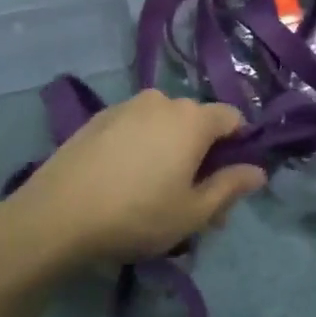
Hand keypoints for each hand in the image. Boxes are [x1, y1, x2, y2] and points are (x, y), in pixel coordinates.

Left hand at [1, 90, 265, 268]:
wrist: (57, 215)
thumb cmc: (137, 215)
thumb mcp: (194, 212)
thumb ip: (230, 187)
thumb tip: (258, 171)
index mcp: (192, 119)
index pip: (232, 118)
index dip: (239, 146)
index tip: (228, 180)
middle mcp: (161, 101)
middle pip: (196, 121)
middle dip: (203, 154)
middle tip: (193, 199)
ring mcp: (125, 106)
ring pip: (163, 124)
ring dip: (170, 150)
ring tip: (156, 192)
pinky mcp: (96, 118)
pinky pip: (134, 127)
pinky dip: (141, 146)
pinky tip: (125, 180)